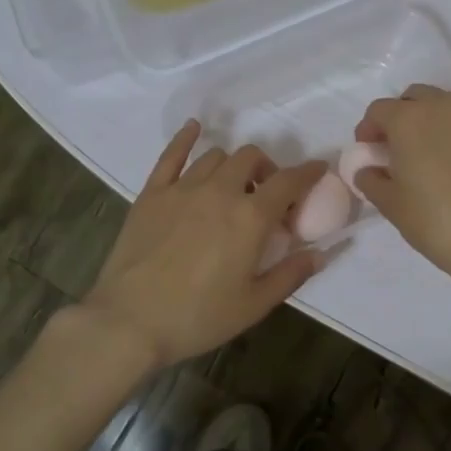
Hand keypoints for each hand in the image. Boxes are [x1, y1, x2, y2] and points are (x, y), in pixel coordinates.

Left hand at [81, 121, 326, 371]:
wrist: (130, 321)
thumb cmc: (198, 317)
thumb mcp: (254, 304)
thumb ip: (291, 274)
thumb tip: (320, 254)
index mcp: (250, 217)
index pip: (289, 182)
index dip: (308, 172)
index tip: (318, 169)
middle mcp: (219, 191)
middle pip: (251, 158)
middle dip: (267, 169)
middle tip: (267, 195)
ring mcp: (182, 188)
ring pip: (216, 156)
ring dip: (233, 165)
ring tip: (233, 186)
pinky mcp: (152, 193)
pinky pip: (171, 154)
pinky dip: (186, 138)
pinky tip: (194, 129)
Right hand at [352, 86, 450, 287]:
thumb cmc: (435, 221)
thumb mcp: (390, 204)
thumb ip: (370, 179)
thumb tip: (367, 170)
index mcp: (409, 119)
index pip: (379, 110)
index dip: (369, 129)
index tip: (369, 151)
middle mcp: (445, 106)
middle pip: (415, 98)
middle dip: (402, 117)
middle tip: (400, 148)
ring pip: (448, 106)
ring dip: (434, 122)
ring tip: (434, 154)